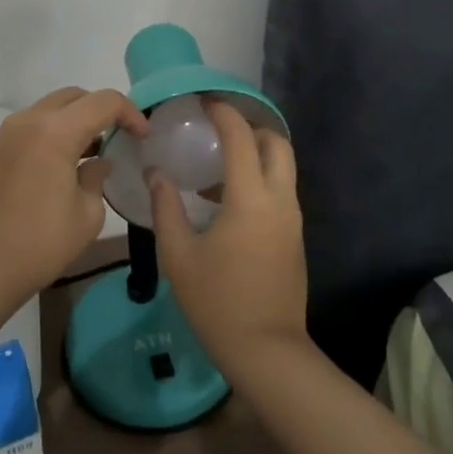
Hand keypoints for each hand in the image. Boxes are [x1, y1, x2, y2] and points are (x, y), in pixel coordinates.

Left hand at [0, 87, 148, 307]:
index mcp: (55, 131)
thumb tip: (97, 162)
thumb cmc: (39, 244)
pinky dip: (54, 131)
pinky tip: (63, 163)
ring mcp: (7, 133)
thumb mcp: (86, 215)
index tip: (142, 136)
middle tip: (119, 137)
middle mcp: (29, 121)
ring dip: (76, 120)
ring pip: (51, 108)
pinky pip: (33, 125)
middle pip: (75, 97)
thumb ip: (97, 177)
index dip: (129, 113)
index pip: (103, 102)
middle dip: (102, 110)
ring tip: (93, 151)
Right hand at [148, 98, 307, 376]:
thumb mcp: (179, 255)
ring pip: (283, 168)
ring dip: (256, 155)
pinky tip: (227, 202)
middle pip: (277, 144)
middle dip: (250, 128)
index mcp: (250, 199)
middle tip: (218, 132)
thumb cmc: (217, 302)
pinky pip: (281, 191)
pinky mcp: (295, 237)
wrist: (267, 352)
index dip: (224, 113)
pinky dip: (260, 180)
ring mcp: (292, 219)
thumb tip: (158, 174)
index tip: (204, 101)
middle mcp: (279, 200)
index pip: (241, 138)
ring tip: (216, 167)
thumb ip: (166, 207)